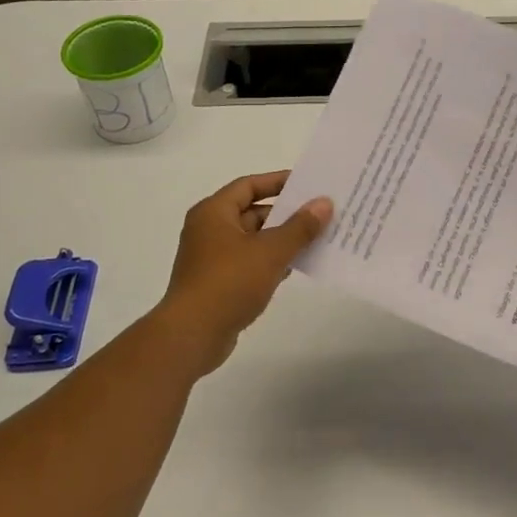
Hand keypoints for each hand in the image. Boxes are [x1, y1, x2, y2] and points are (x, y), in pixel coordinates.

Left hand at [159, 170, 331, 372]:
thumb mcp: (270, 251)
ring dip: (281, 239)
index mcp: (214, 213)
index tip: (307, 183)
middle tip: (319, 212)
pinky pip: (250, 262)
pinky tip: (296, 267)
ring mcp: (212, 258)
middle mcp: (209, 230)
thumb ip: (300, 226)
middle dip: (286, 213)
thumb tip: (324, 202)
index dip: (278, 182)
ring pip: (253, 240)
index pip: (249, 185)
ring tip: (317, 238)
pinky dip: (271, 261)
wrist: (192, 335)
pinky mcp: (218, 283)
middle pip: (252, 212)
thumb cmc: (229, 283)